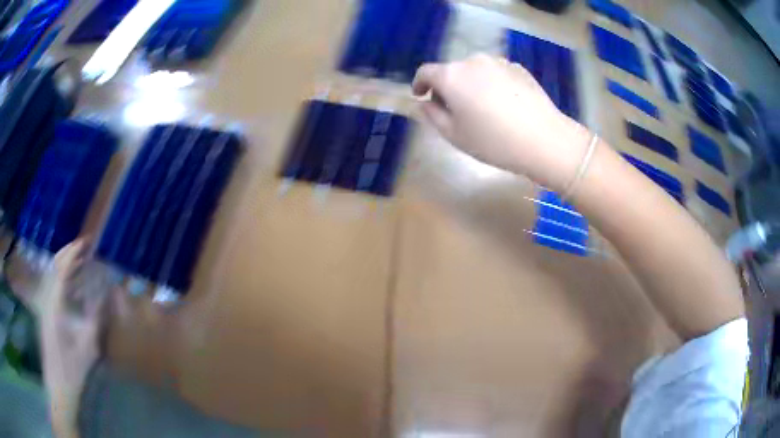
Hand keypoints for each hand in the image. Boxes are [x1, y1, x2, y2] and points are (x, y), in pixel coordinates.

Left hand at [40, 239, 114, 437]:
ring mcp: (43, 305)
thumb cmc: (73, 369)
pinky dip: (62, 278)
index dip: (73, 252)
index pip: (61, 268)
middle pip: (53, 265)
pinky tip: (72, 285)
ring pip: (51, 274)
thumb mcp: (88, 347)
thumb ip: (95, 317)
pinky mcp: (45, 313)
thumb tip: (106, 293)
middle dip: (68, 252)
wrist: (58, 386)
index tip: (86, 242)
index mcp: (54, 305)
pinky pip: (52, 286)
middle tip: (84, 247)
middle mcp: (46, 299)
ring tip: (80, 262)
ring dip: (65, 264)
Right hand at [412, 54, 591, 189]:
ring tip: (482, 108)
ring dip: (471, 84)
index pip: (426, 72)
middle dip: (447, 87)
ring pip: (475, 71)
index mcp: (451, 75)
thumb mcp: (454, 135)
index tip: (421, 96)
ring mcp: (498, 62)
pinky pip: (496, 73)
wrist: (545, 140)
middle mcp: (472, 61)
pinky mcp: (518, 68)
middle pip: (451, 70)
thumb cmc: (494, 141)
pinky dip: (491, 84)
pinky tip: (503, 105)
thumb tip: (425, 103)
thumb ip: (432, 115)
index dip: (419, 84)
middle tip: (454, 110)